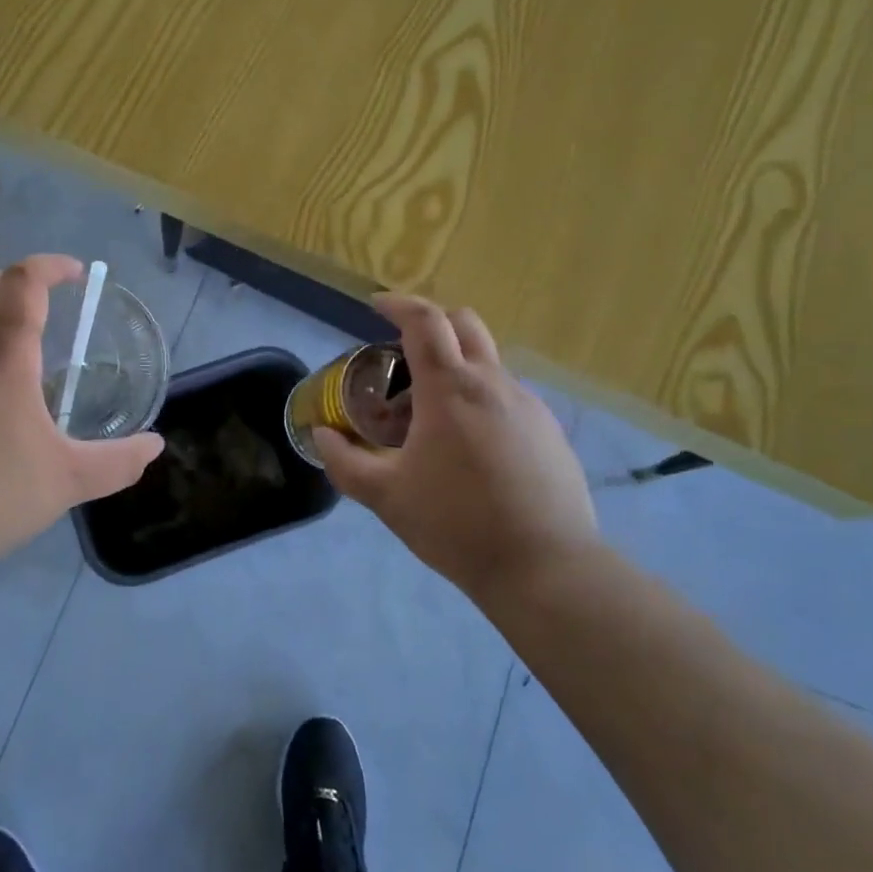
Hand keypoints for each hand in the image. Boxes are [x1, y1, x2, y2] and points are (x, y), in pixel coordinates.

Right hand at [316, 295, 596, 601]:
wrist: (544, 566)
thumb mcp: (386, 496)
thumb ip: (345, 462)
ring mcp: (528, 405)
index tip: (376, 305)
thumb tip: (322, 436)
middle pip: (464, 324)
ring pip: (488, 362)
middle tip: (403, 352)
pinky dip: (480, 398)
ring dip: (456, 366)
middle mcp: (494, 383)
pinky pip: (508, 396)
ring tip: (430, 414)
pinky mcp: (549, 431)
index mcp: (450, 389)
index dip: (398, 305)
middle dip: (431, 322)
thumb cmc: (456, 523)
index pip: (425, 322)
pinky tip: (469, 446)